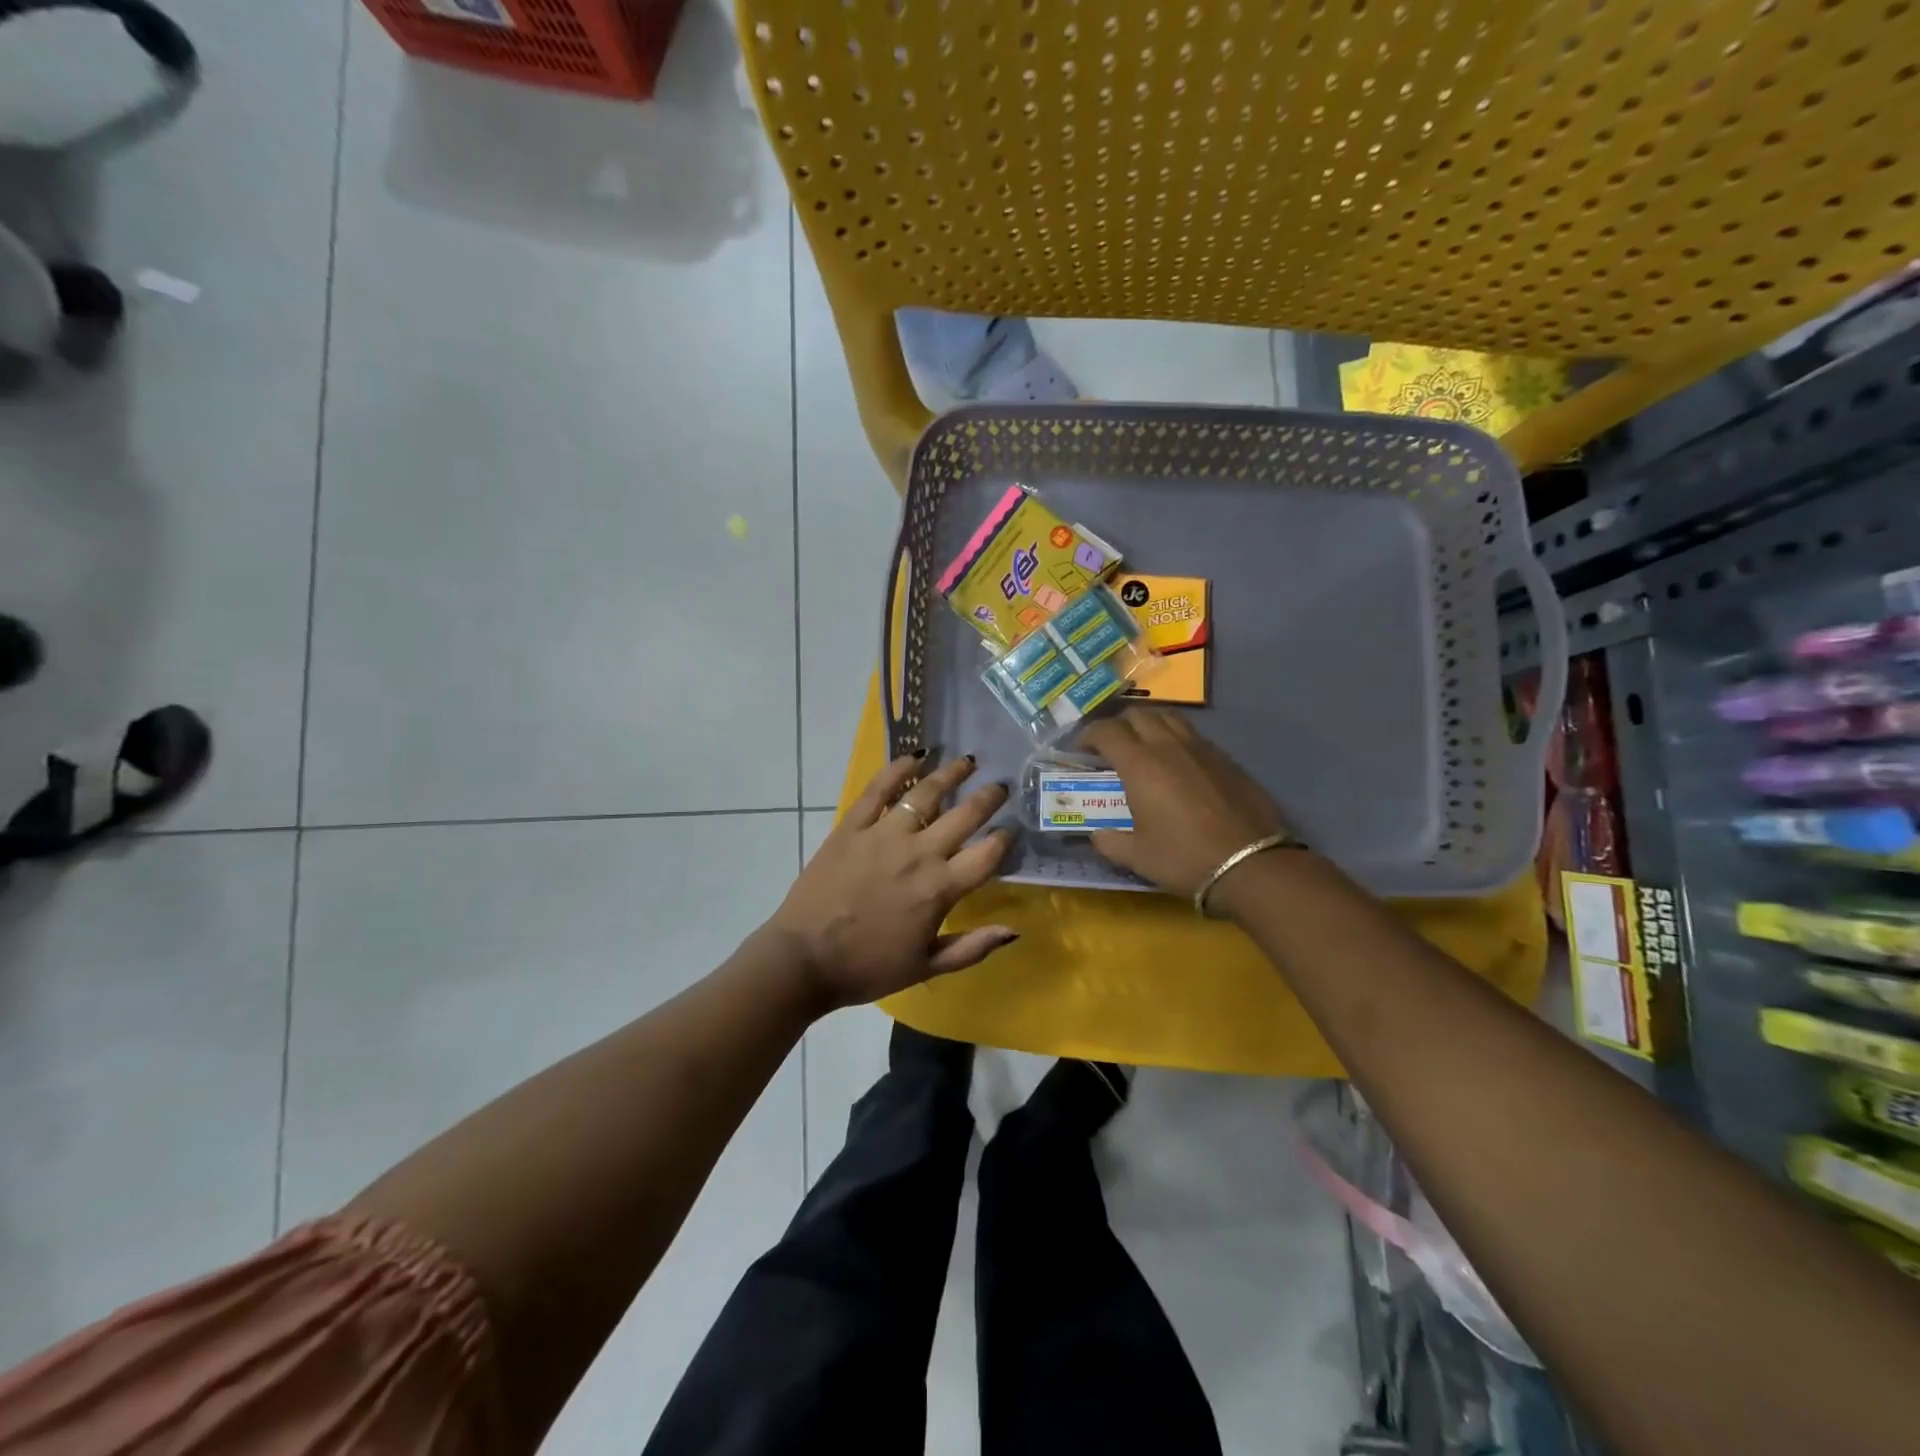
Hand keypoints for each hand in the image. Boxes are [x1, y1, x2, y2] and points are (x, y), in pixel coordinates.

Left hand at [769, 751, 1016, 1009]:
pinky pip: (878, 789)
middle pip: (965, 815)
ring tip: (967, 762)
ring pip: (926, 793)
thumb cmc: (868, 967)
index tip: (1012, 828)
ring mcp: (884, 834)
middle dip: (988, 797)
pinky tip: (914, 757)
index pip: (987, 854)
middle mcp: (919, 853)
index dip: (1005, 838)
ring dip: (951, 773)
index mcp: (940, 888)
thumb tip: (1014, 930)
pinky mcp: (852, 826)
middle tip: (1001, 785)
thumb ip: (973, 947)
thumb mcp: (927, 967)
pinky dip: (898, 769)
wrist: (805, 959)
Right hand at [1078, 708, 1293, 898]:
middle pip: (1137, 714)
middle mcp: (1168, 746)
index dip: (1088, 736)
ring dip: (1148, 723)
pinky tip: (1177, 763)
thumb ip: (1110, 842)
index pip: (1106, 731)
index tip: (1080, 750)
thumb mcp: (1137, 857)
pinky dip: (1175, 738)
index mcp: (1140, 765)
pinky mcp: (1225, 758)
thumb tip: (1096, 835)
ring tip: (1143, 745)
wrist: (1251, 864)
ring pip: (1168, 716)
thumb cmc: (1184, 858)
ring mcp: (1201, 748)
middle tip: (1110, 747)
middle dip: (1117, 725)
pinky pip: (1192, 734)